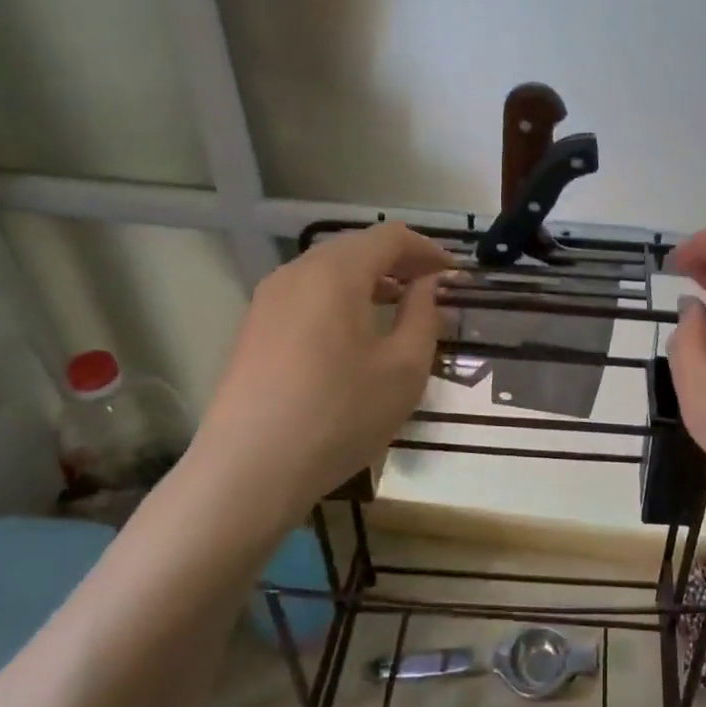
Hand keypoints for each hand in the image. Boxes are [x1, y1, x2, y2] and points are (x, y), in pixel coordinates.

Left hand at [193, 222, 451, 512]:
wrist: (249, 470)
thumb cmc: (339, 415)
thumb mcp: (403, 368)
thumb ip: (424, 315)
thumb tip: (428, 285)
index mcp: (335, 272)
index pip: (390, 237)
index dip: (429, 250)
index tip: (456, 276)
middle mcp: (296, 272)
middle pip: (357, 248)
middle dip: (399, 263)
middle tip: (432, 290)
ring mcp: (268, 299)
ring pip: (329, 271)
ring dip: (370, 281)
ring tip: (400, 309)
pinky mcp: (254, 327)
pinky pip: (308, 295)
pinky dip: (341, 299)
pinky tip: (355, 334)